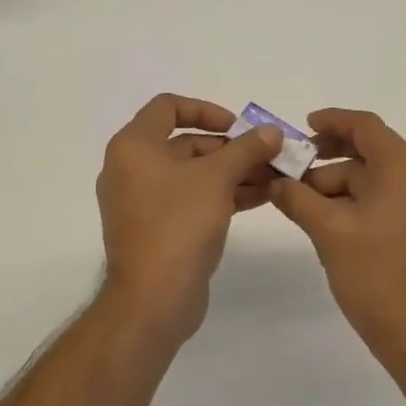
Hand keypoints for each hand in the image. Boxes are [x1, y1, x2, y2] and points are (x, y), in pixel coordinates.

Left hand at [96, 94, 283, 342]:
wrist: (153, 298)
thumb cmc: (179, 223)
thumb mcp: (218, 178)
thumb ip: (246, 149)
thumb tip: (273, 131)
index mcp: (134, 147)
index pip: (168, 107)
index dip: (206, 110)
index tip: (238, 127)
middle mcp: (132, 169)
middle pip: (185, 143)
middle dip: (230, 148)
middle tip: (267, 156)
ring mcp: (143, 201)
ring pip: (192, 174)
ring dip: (232, 173)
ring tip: (273, 178)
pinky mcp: (156, 229)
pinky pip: (190, 200)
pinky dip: (221, 195)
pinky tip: (260, 198)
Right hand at [268, 109, 405, 373]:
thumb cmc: (376, 276)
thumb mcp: (329, 232)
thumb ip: (298, 198)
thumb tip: (274, 181)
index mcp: (404, 171)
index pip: (367, 127)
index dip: (333, 120)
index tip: (302, 127)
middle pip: (370, 153)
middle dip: (327, 159)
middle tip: (290, 172)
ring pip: (374, 180)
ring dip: (337, 185)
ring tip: (299, 203)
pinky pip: (384, 201)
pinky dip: (354, 202)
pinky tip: (324, 220)